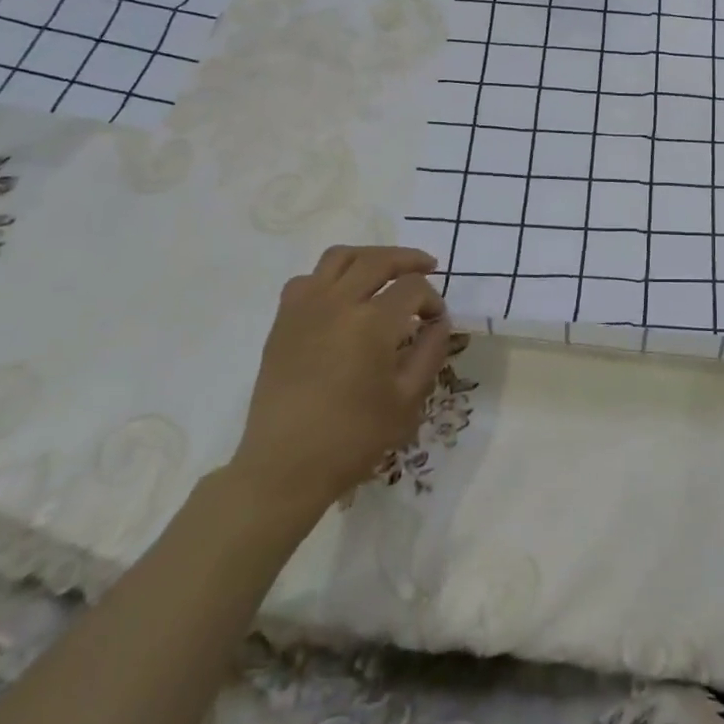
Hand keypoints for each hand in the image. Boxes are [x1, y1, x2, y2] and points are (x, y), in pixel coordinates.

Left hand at [226, 245, 453, 526]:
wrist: (283, 467)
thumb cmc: (353, 437)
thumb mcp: (407, 399)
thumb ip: (430, 352)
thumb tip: (439, 322)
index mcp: (372, 323)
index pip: (414, 288)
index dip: (432, 299)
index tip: (436, 322)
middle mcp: (338, 303)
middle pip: (379, 260)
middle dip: (409, 260)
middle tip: (428, 268)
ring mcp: (305, 308)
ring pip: (340, 257)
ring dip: (369, 257)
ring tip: (386, 270)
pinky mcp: (283, 321)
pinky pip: (307, 279)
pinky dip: (330, 276)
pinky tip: (342, 295)